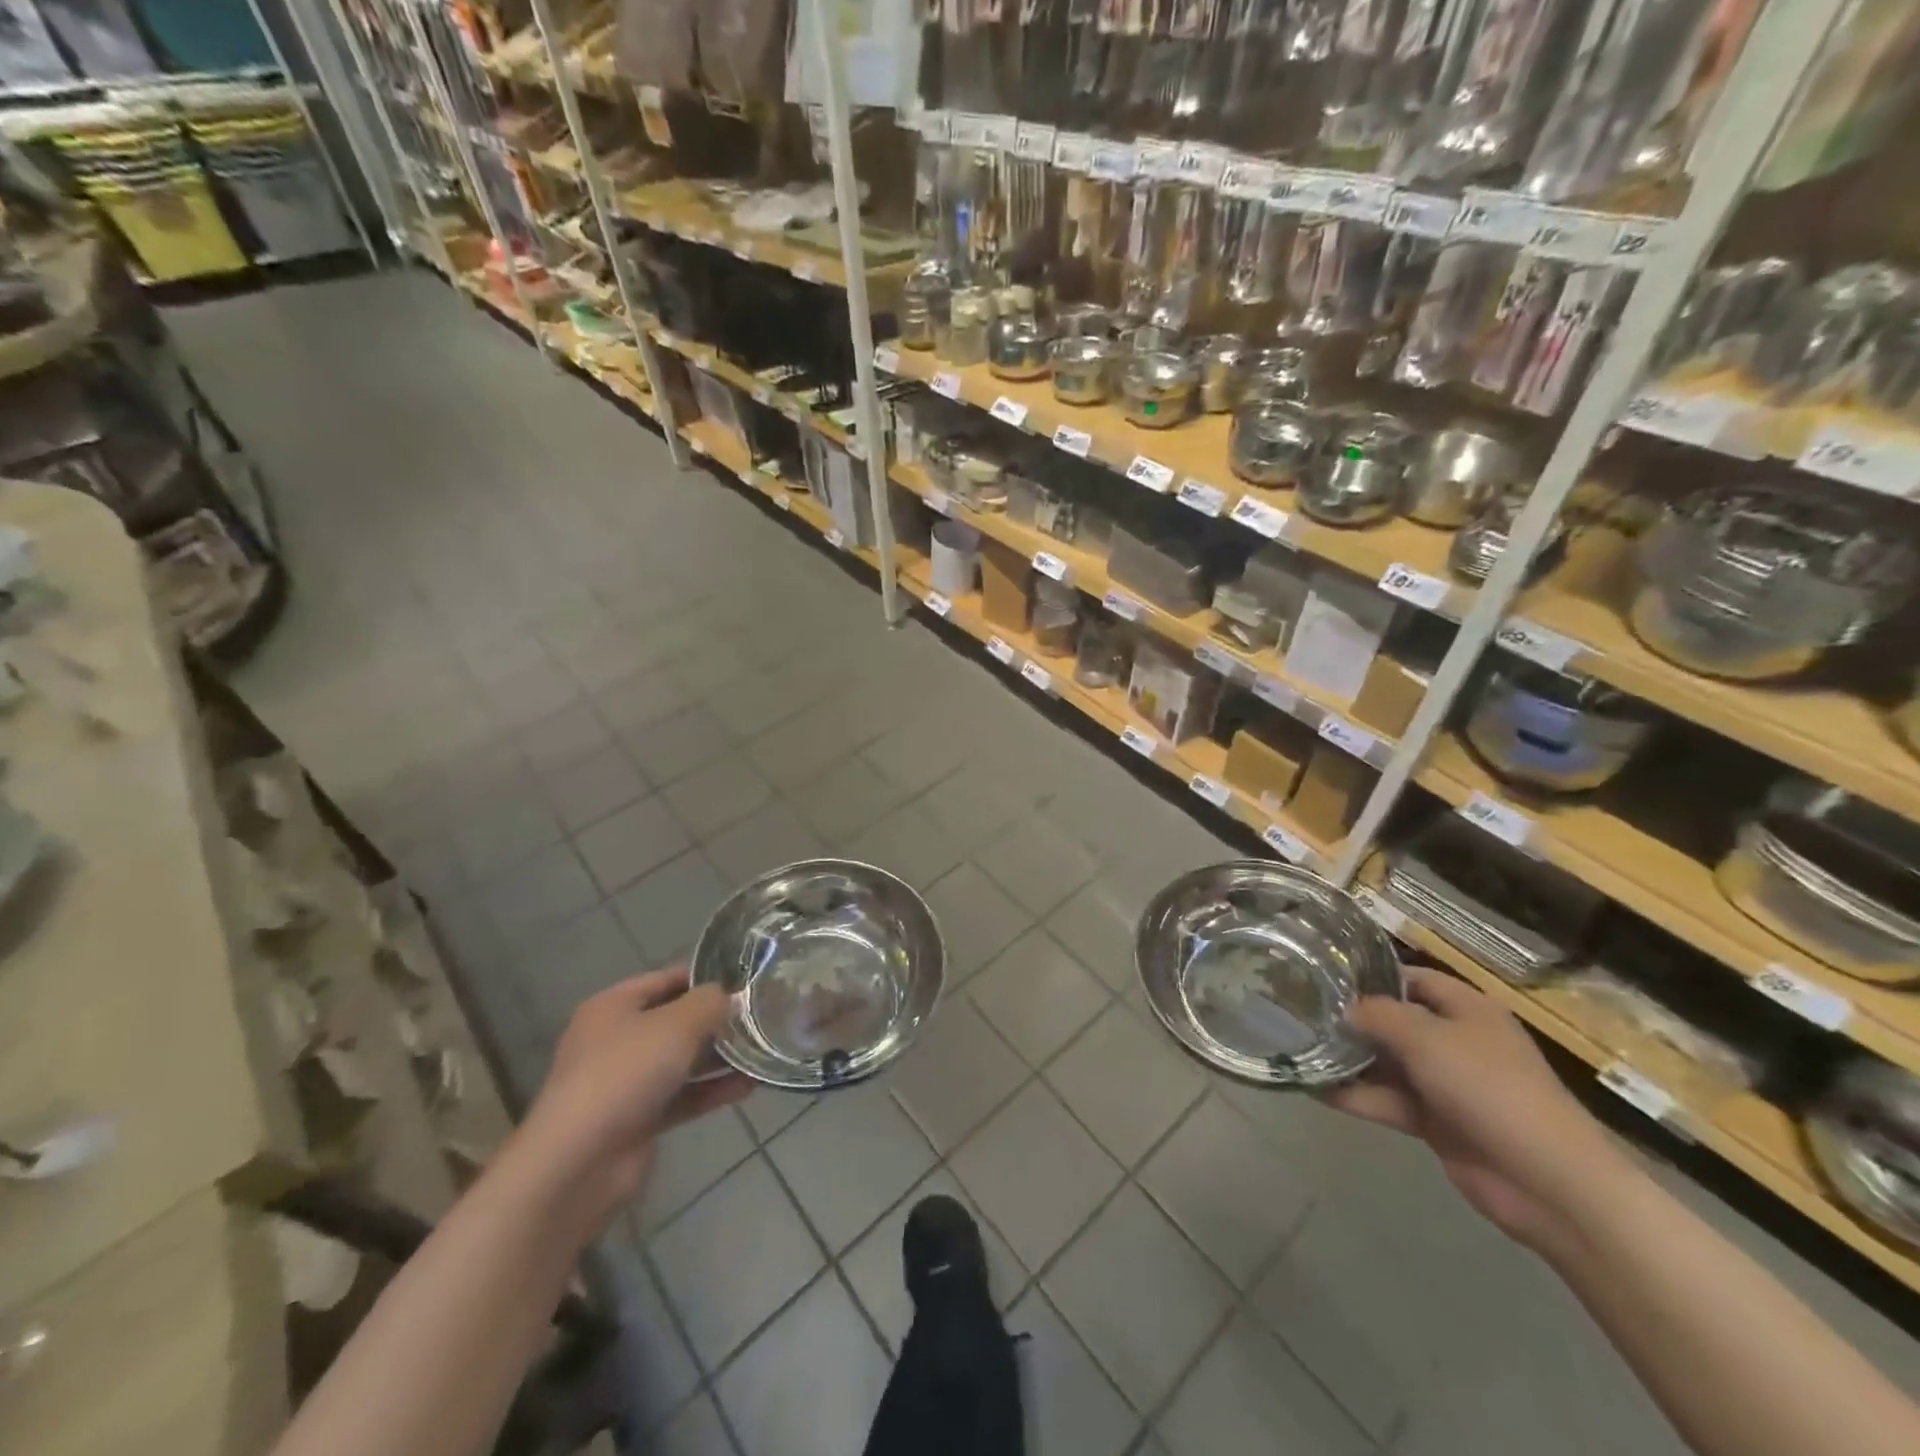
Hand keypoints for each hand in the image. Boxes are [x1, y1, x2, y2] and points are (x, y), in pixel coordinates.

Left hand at [523, 967, 751, 1216]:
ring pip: (681, 1060)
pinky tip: (749, 1086)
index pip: (666, 978)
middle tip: (760, 1015)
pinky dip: (711, 1090)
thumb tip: (728, 995)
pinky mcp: (637, 1120)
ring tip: (762, 1049)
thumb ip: (709, 1002)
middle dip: (716, 1019)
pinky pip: (682, 1096)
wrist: (579, 1163)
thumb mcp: (677, 1023)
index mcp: (613, 1006)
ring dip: (718, 1057)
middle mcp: (616, 1040)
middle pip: (675, 1020)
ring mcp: (625, 1082)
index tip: (745, 980)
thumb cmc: (626, 1073)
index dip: (705, 976)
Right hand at [1323, 966, 1623, 1248]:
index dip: (1371, 974)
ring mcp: (1446, 1083)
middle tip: (1299, 1012)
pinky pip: (1388, 1100)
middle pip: (1394, 1020)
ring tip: (1298, 1048)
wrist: (1547, 1182)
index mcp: (1466, 1009)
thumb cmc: (1489, 1088)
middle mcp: (1455, 1039)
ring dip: (1348, 1059)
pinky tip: (1315, 1089)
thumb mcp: (1427, 1037)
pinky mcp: (1436, 1121)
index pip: (1411, 978)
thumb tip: (1344, 1009)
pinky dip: (1357, 1096)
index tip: (1324, 975)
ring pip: (1387, 1062)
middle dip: (1351, 1018)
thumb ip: (1378, 1015)